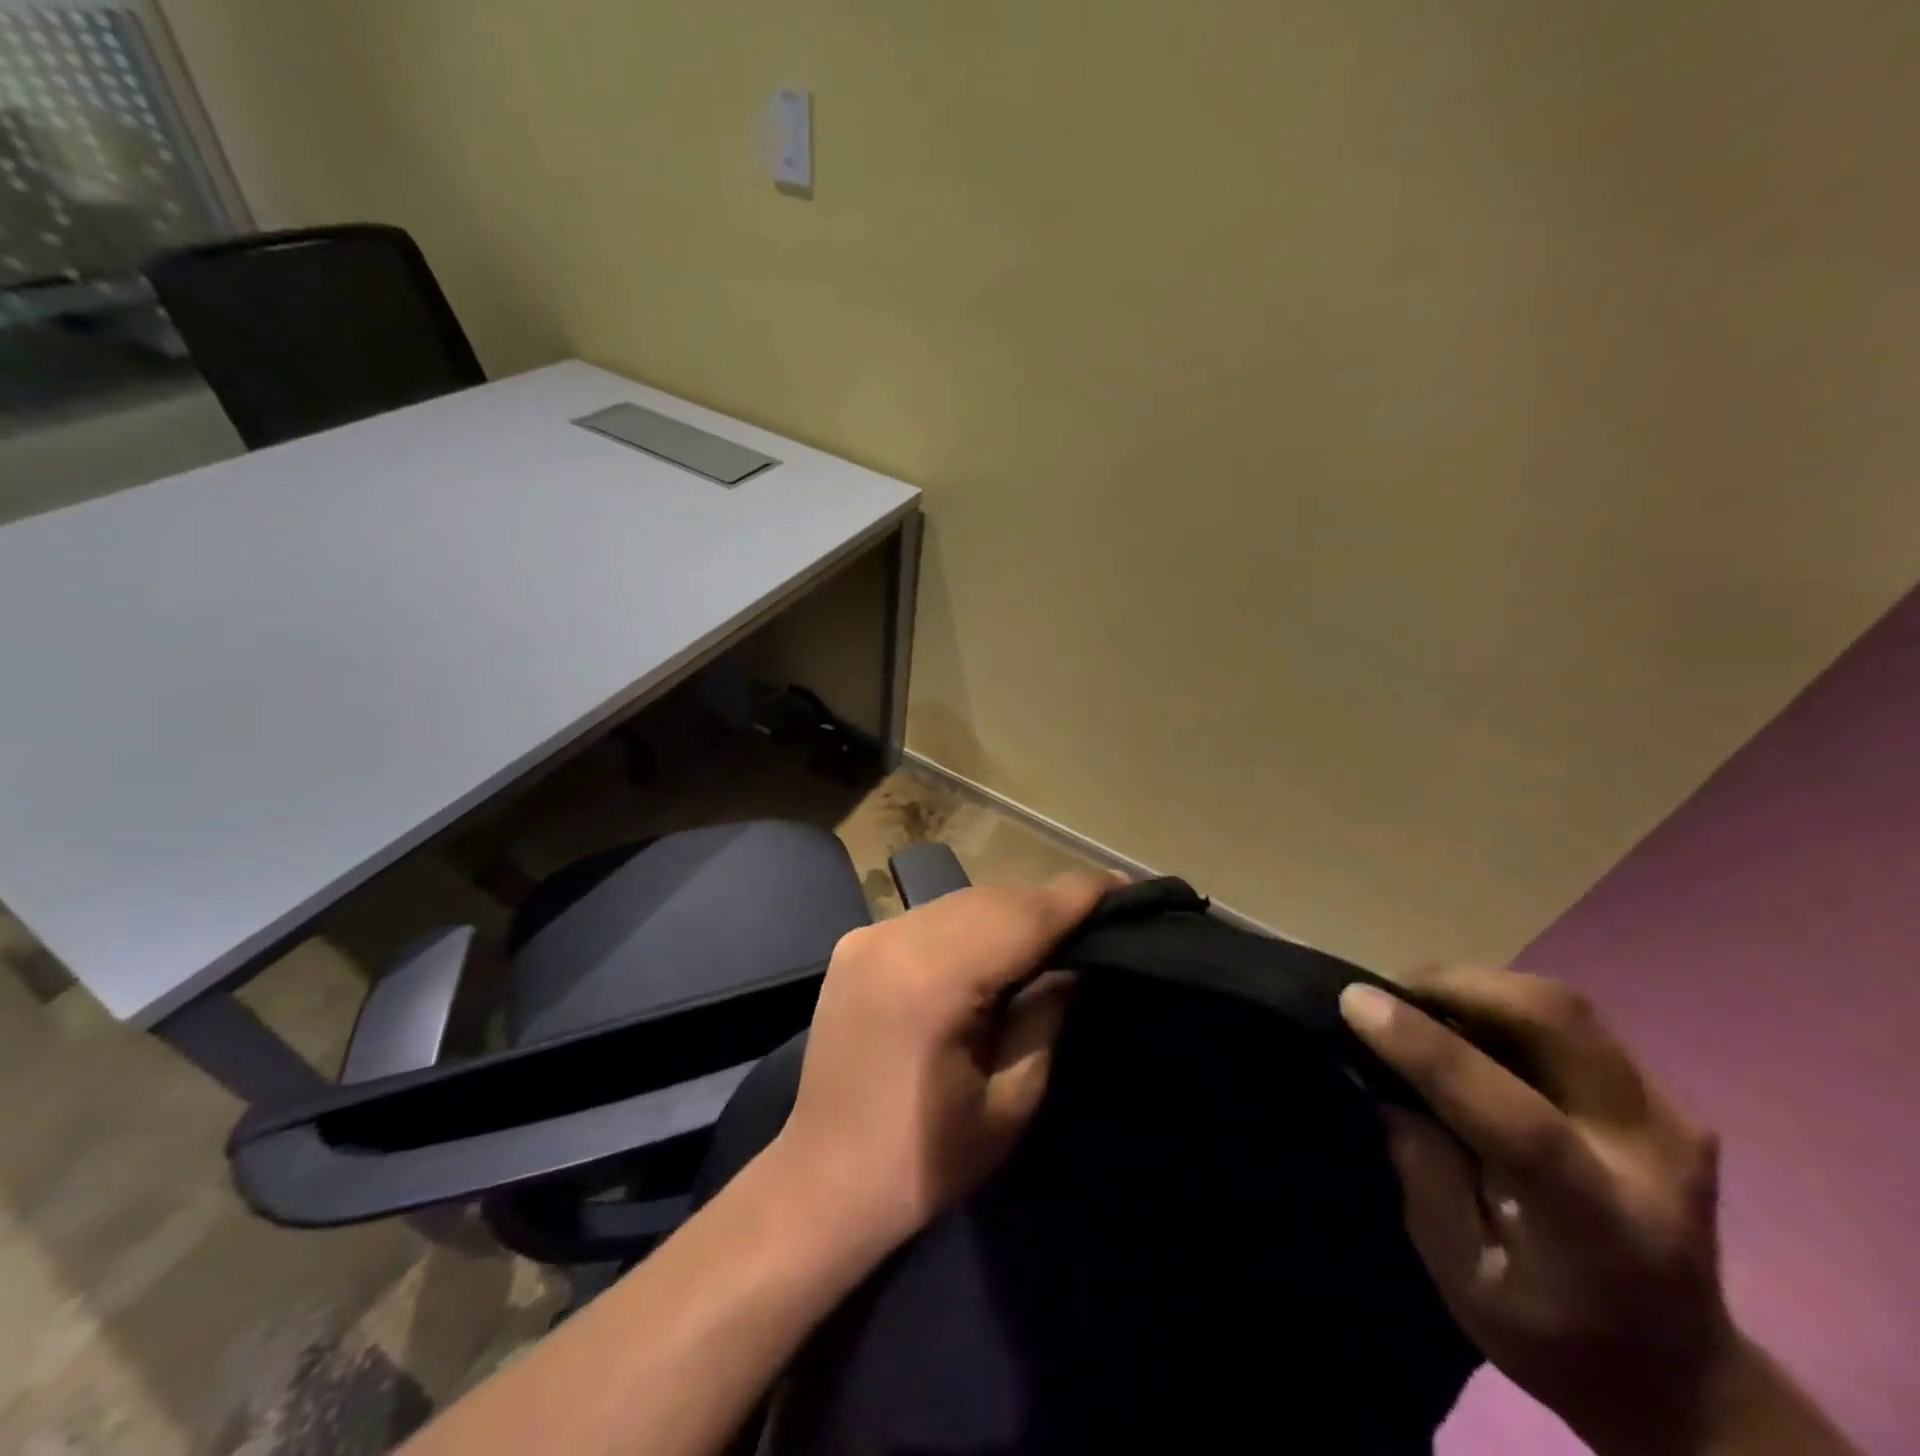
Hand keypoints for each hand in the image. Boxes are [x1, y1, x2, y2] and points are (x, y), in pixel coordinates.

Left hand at [767, 873, 1108, 1254]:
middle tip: (1094, 916)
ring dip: (1008, 911)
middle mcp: (896, 939)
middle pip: (991, 901)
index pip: (1022, 917)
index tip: (1123, 884)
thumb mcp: (1011, 1100)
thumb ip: (1045, 1015)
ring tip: (1048, 931)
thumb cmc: (927, 1160)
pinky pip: (929, 916)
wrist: (824, 1181)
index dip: (1076, 896)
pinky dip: (968, 922)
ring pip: (959, 901)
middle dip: (1045, 904)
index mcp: (934, 981)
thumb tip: (1073, 960)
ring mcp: (868, 936)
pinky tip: (989, 946)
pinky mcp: (854, 943)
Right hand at [1341, 967, 1759, 1455]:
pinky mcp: (1662, 1095)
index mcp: (1604, 1228)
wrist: (1681, 1371)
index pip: (1519, 1118)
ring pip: (1562, 1005)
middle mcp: (1654, 1158)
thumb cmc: (1553, 1335)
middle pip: (1558, 1023)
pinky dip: (1498, 1002)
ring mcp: (1670, 1117)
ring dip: (1473, 986)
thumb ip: (1425, 1173)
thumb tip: (1384, 1082)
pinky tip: (1462, 1021)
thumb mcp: (1464, 1279)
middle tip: (1386, 990)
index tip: (1356, 1002)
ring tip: (1415, 1000)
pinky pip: (1568, 1019)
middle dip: (1456, 985)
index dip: (1430, 1049)